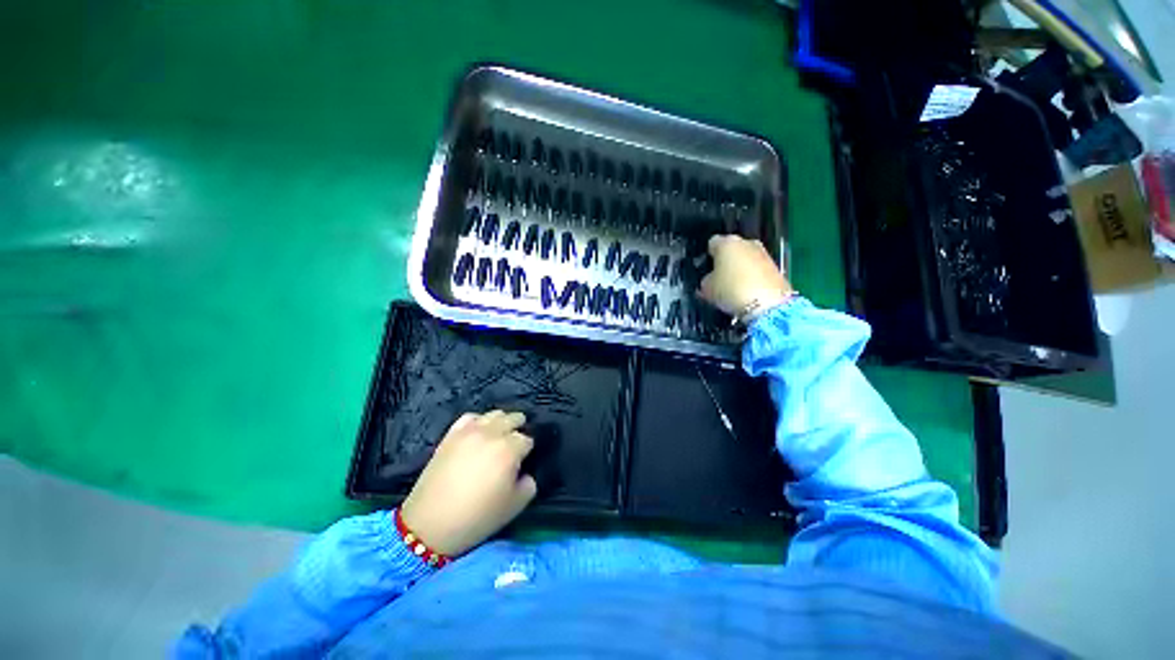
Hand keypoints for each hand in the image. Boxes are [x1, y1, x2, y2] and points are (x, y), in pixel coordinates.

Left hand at [400, 411, 536, 556]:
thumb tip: (525, 472)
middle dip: (518, 429)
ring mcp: (470, 431)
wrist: (430, 524)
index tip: (524, 460)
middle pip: (513, 419)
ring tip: (499, 436)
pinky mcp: (451, 435)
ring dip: (501, 422)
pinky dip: (479, 421)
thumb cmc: (477, 517)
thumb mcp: (515, 506)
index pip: (527, 439)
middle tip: (516, 445)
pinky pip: (470, 417)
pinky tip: (479, 432)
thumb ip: (529, 484)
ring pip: (494, 414)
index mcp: (509, 449)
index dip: (527, 450)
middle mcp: (492, 434)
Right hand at [698, 235, 793, 321]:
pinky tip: (748, 291)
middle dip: (726, 261)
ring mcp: (764, 253)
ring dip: (741, 269)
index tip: (706, 268)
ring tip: (734, 287)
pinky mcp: (776, 267)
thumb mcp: (707, 288)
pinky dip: (753, 277)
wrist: (768, 303)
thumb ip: (706, 280)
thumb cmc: (730, 290)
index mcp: (726, 243)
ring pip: (747, 258)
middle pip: (732, 249)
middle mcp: (746, 242)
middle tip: (720, 278)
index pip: (712, 243)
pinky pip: (758, 269)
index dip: (708, 256)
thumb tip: (710, 280)